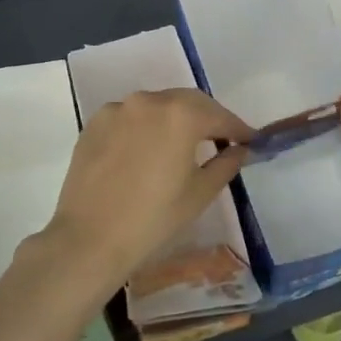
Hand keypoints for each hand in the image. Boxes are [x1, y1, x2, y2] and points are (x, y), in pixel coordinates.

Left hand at [30, 88, 251, 305]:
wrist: (89, 239)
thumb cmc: (154, 219)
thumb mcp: (200, 193)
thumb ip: (226, 163)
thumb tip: (240, 149)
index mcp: (181, 115)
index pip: (219, 116)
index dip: (238, 129)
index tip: (250, 140)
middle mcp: (149, 101)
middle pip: (188, 102)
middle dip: (208, 118)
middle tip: (222, 138)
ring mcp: (117, 109)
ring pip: (157, 106)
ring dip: (175, 119)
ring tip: (184, 143)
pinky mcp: (95, 124)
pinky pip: (130, 117)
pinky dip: (145, 126)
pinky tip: (148, 149)